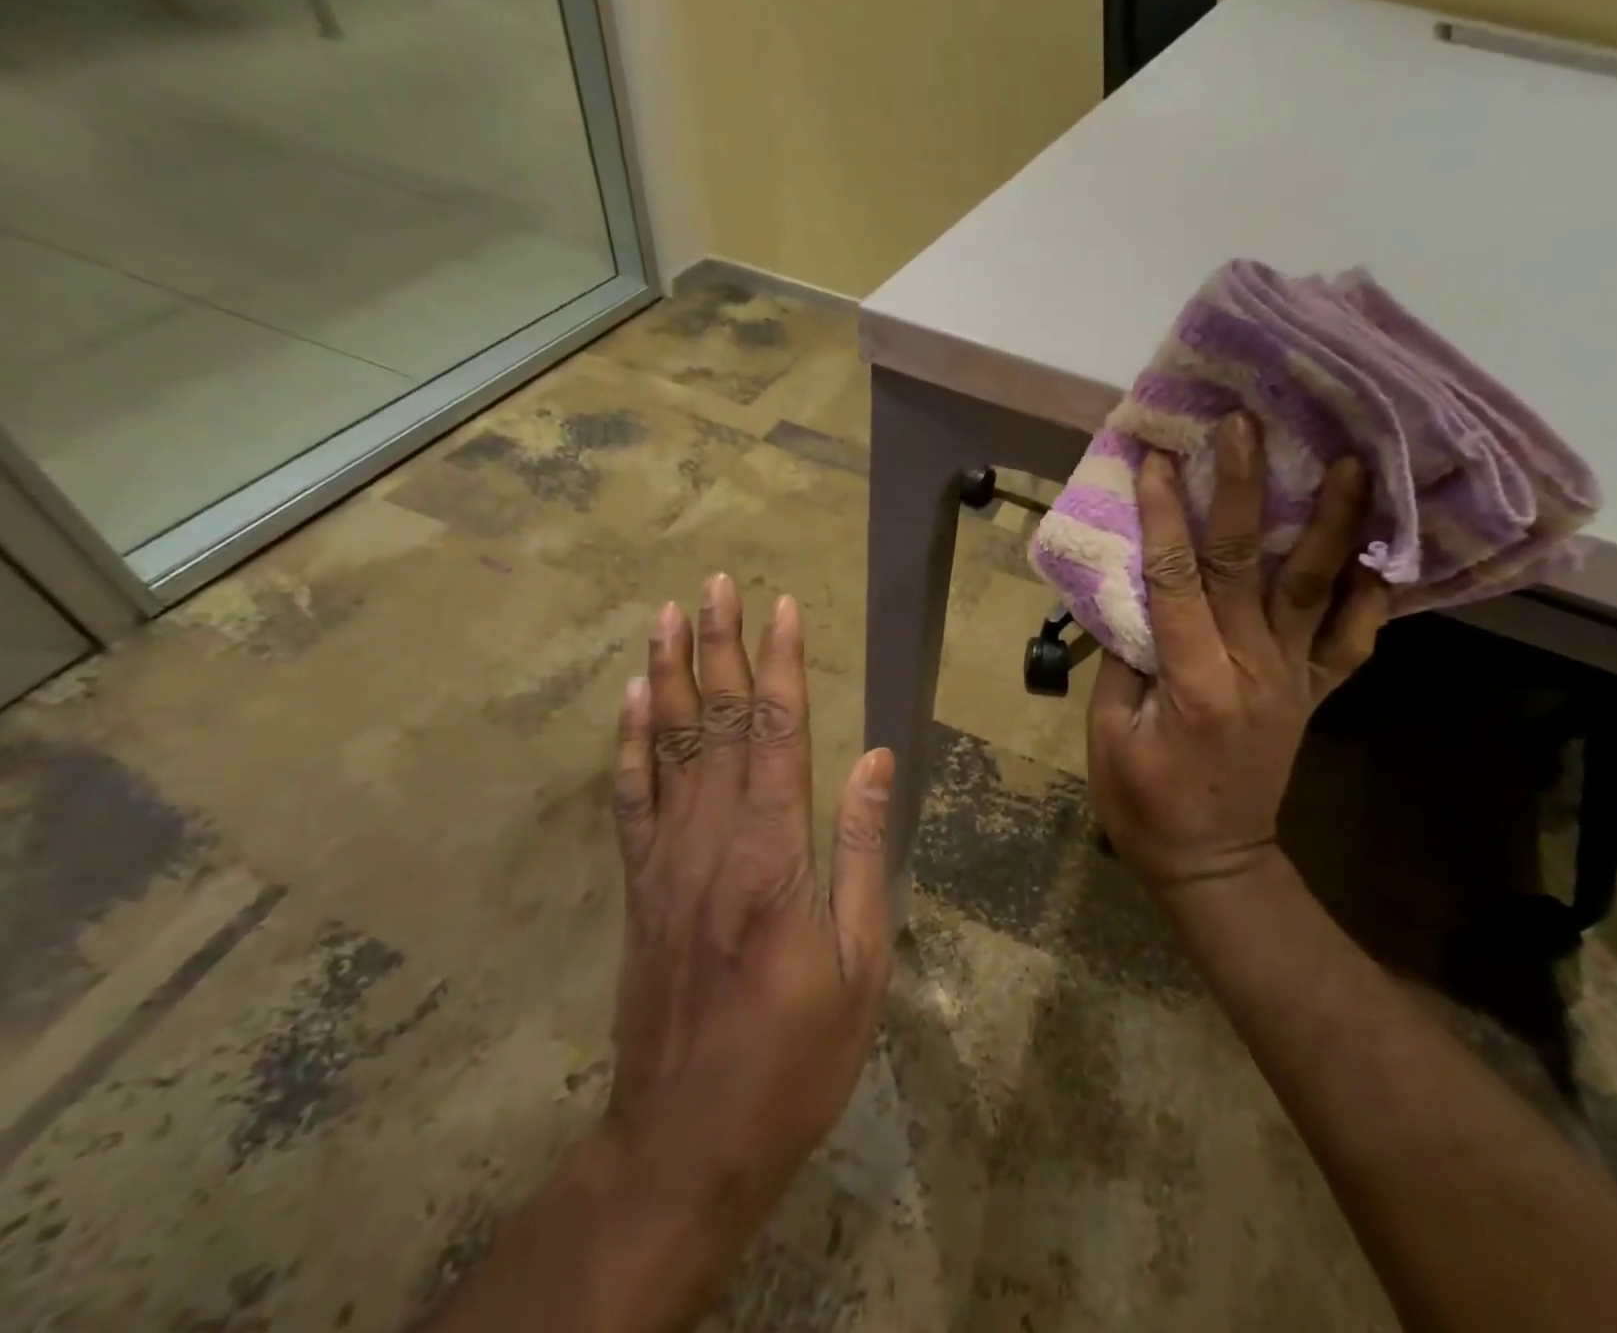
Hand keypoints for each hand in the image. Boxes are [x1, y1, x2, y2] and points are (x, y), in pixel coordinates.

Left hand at [596, 577, 894, 1322]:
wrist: (685, 1143)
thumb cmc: (795, 1058)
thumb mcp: (860, 964)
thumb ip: (865, 852)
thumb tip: (877, 761)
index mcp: (775, 855)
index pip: (779, 733)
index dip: (782, 665)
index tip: (784, 608)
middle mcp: (713, 840)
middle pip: (718, 723)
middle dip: (721, 646)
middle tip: (717, 583)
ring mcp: (666, 861)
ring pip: (666, 747)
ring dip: (668, 675)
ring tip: (666, 616)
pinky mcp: (639, 887)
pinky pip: (630, 799)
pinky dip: (629, 743)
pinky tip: (632, 700)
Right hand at [1087, 414, 1388, 897]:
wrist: (1213, 861)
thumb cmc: (1143, 802)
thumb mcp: (1108, 735)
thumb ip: (1121, 661)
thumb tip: (1130, 596)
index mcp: (1192, 679)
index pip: (1175, 578)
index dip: (1162, 515)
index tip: (1155, 458)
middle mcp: (1252, 668)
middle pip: (1246, 564)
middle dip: (1242, 489)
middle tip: (1245, 425)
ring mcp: (1292, 679)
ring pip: (1315, 589)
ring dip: (1329, 522)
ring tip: (1347, 461)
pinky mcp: (1312, 693)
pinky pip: (1352, 641)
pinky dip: (1371, 596)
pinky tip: (1378, 550)